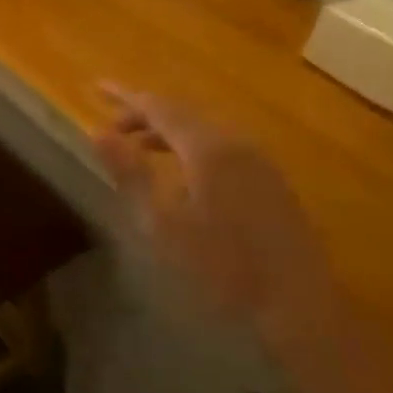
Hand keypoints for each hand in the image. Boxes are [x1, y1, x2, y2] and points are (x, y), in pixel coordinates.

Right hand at [94, 84, 335, 341]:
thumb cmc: (221, 265)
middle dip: (144, 113)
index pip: (158, 107)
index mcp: (208, 148)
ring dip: (167, 130)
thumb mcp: (162, 222)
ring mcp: (258, 160)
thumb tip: (97, 132)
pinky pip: (221, 145)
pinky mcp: (270, 179)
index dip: (124, 96)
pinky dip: (190, 145)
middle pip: (183, 112)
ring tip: (137, 146)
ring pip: (204, 129)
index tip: (96, 87)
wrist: (297, 305)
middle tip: (111, 127)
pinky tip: (180, 169)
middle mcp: (236, 142)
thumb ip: (129, 172)